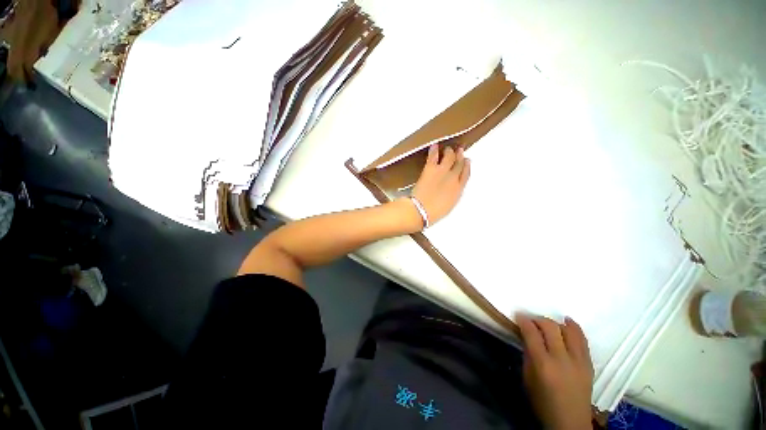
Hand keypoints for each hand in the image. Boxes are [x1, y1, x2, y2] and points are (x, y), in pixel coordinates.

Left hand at [411, 145, 470, 225]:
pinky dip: (434, 150)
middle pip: (459, 163)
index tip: (467, 160)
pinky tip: (434, 145)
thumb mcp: (449, 205)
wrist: (422, 210)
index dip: (467, 166)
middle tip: (459, 150)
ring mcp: (442, 171)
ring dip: (449, 151)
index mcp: (459, 189)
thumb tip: (451, 189)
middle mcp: (453, 178)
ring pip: (449, 156)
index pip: (466, 174)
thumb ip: (452, 194)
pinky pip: (434, 156)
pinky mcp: (431, 168)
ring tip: (447, 149)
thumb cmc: (434, 213)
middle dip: (460, 155)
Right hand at [516, 314, 593, 429]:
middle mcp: (562, 359)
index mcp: (543, 364)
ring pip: (568, 331)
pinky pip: (583, 340)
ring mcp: (578, 361)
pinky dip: (574, 328)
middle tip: (531, 320)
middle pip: (550, 327)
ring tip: (549, 322)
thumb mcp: (528, 379)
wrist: (570, 422)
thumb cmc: (543, 402)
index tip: (519, 315)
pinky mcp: (588, 364)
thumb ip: (528, 355)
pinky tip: (568, 322)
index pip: (532, 333)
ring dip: (556, 322)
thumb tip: (526, 337)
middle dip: (538, 319)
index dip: (524, 321)